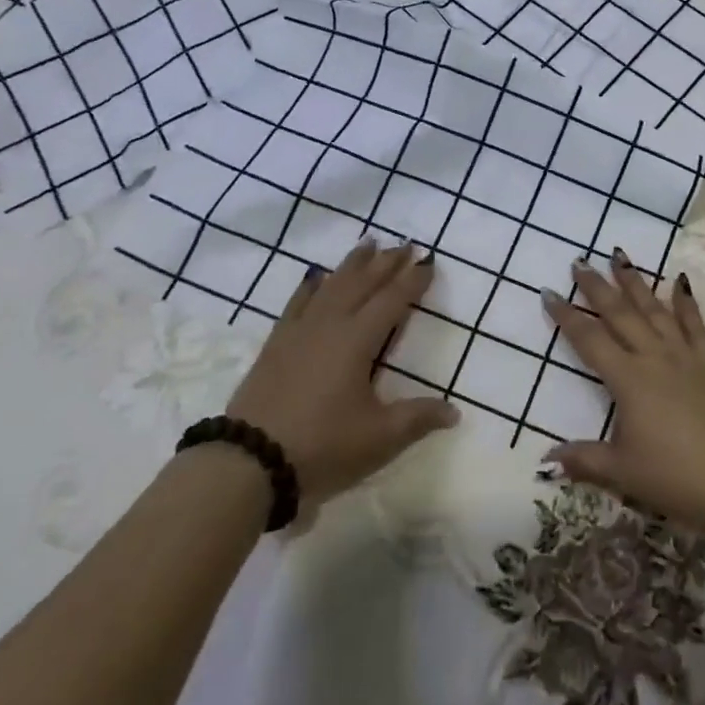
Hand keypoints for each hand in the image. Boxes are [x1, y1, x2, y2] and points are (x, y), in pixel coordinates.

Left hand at [225, 238, 457, 505]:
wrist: (249, 462)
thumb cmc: (323, 445)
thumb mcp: (379, 438)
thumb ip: (418, 419)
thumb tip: (455, 412)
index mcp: (358, 340)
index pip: (392, 301)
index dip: (412, 281)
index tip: (428, 261)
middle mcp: (330, 325)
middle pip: (363, 283)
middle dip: (387, 263)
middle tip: (405, 244)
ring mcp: (299, 331)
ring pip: (332, 285)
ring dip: (353, 264)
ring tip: (368, 243)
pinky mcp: (276, 344)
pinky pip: (297, 302)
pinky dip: (310, 286)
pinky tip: (315, 276)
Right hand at [541, 254, 704, 532]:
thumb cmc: (674, 477)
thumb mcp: (622, 472)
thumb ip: (583, 459)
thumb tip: (545, 462)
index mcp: (628, 380)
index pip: (590, 339)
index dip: (567, 316)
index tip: (549, 293)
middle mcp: (654, 357)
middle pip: (620, 314)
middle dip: (597, 287)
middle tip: (580, 262)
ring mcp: (685, 356)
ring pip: (654, 309)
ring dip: (635, 283)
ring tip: (619, 256)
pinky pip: (695, 324)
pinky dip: (685, 301)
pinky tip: (680, 281)